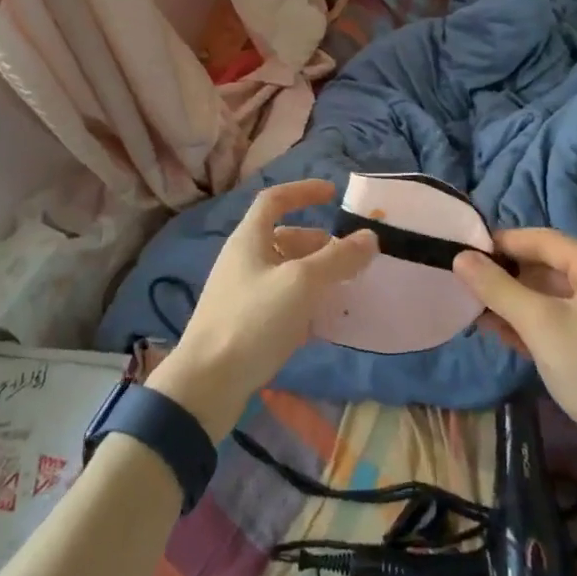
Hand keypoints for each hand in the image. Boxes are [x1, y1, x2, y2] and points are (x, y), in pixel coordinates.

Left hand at [149, 178, 376, 440]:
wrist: (207, 384)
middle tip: (350, 258)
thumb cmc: (252, 321)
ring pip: (285, 273)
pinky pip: (281, 303)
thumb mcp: (301, 283)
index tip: (333, 194)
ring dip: (315, 276)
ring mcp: (242, 294)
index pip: (274, 199)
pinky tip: (324, 323)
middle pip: (284, 238)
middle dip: (319, 244)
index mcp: (249, 239)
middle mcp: (243, 260)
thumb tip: (369, 238)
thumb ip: (337, 258)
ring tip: (344, 290)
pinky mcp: (245, 325)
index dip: (303, 192)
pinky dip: (304, 304)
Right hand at [454, 229, 576, 471]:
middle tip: (467, 282)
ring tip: (475, 308)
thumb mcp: (539, 324)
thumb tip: (460, 257)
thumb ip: (498, 288)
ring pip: (550, 297)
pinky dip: (530, 323)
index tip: (467, 250)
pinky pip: (558, 321)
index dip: (504, 242)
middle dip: (506, 275)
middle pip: (546, 267)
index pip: (544, 240)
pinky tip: (500, 332)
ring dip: (513, 301)